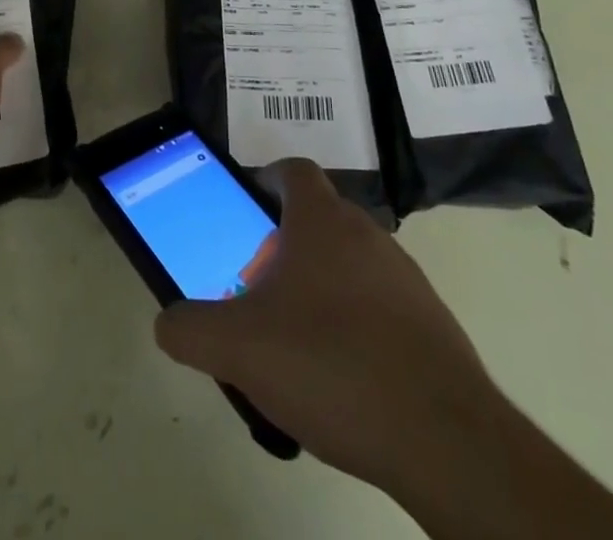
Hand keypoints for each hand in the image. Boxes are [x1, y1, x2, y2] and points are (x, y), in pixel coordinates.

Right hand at [154, 160, 502, 504]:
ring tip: (293, 341)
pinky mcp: (432, 326)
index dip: (267, 179)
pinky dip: (355, 324)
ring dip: (319, 286)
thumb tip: (167, 323)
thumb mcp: (238, 348)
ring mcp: (405, 279)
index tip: (247, 207)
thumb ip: (191, 330)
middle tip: (256, 289)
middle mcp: (367, 234)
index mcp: (321, 221)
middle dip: (283, 245)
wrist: (445, 440)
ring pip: (349, 263)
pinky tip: (340, 378)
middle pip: (318, 219)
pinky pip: (380, 307)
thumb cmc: (330, 365)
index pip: (294, 170)